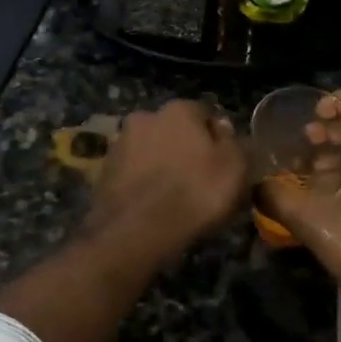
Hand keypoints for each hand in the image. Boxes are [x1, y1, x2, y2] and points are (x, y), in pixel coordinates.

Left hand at [87, 99, 249, 259]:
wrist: (136, 232)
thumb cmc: (195, 193)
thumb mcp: (235, 168)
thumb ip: (236, 143)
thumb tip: (226, 130)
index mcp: (179, 109)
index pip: (205, 114)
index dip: (218, 139)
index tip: (225, 164)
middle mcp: (145, 117)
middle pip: (174, 131)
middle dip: (186, 149)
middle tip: (200, 180)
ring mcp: (120, 144)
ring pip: (151, 151)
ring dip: (162, 165)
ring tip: (175, 197)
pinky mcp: (103, 172)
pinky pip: (133, 173)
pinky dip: (143, 183)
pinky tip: (153, 206)